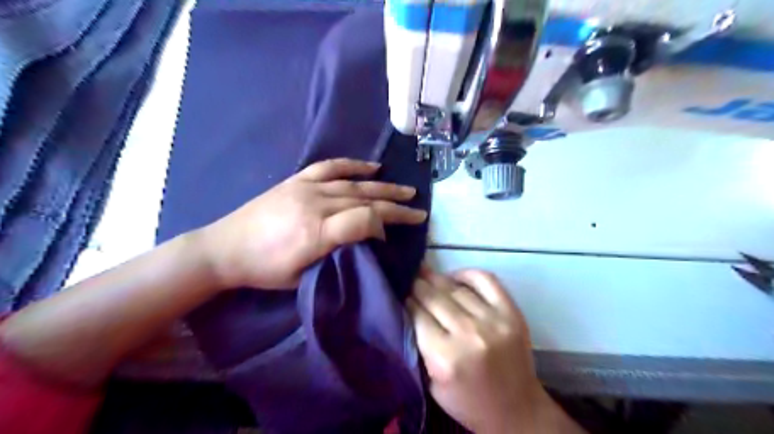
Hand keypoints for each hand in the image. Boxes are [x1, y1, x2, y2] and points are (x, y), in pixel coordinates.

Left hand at [199, 157, 424, 290]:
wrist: (224, 249)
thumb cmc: (264, 270)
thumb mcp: (302, 277)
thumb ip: (336, 258)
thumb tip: (365, 243)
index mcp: (316, 233)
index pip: (364, 220)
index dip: (383, 227)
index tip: (388, 239)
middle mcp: (315, 204)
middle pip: (365, 200)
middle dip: (395, 206)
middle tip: (418, 210)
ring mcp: (306, 188)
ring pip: (354, 184)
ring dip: (384, 187)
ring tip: (406, 190)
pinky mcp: (297, 180)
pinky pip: (331, 167)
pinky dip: (354, 166)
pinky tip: (373, 168)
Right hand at [410, 270, 549, 431]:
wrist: (516, 410)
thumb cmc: (467, 401)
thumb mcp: (432, 383)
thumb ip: (419, 346)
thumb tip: (410, 309)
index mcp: (446, 358)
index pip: (418, 316)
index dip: (407, 301)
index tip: (401, 294)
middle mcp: (469, 334)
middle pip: (434, 298)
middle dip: (418, 286)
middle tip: (410, 278)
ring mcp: (493, 321)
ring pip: (456, 289)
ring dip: (437, 279)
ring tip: (426, 274)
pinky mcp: (512, 313)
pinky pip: (486, 280)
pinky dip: (467, 274)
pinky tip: (455, 277)